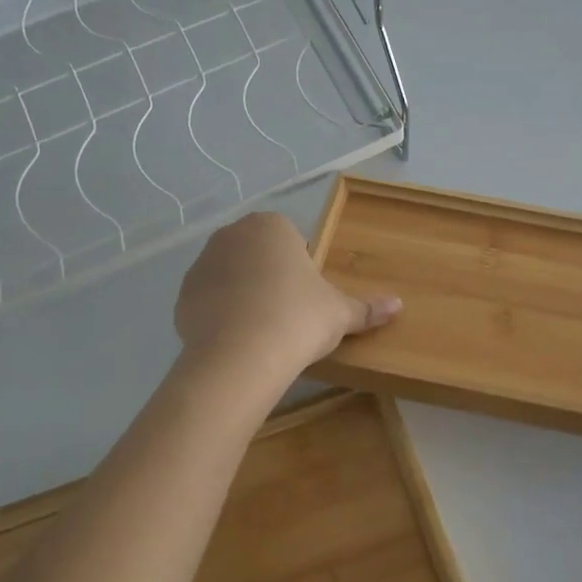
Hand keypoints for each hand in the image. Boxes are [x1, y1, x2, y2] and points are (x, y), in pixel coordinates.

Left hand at [175, 212, 399, 374]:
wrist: (241, 355)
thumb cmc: (298, 319)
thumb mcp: (340, 313)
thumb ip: (367, 307)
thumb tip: (399, 305)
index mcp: (271, 226)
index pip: (290, 239)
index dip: (300, 269)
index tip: (307, 299)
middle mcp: (231, 235)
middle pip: (257, 254)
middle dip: (269, 278)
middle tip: (288, 315)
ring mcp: (201, 264)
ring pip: (230, 276)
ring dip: (243, 295)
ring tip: (261, 331)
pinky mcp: (182, 296)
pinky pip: (208, 301)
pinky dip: (220, 315)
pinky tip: (236, 341)